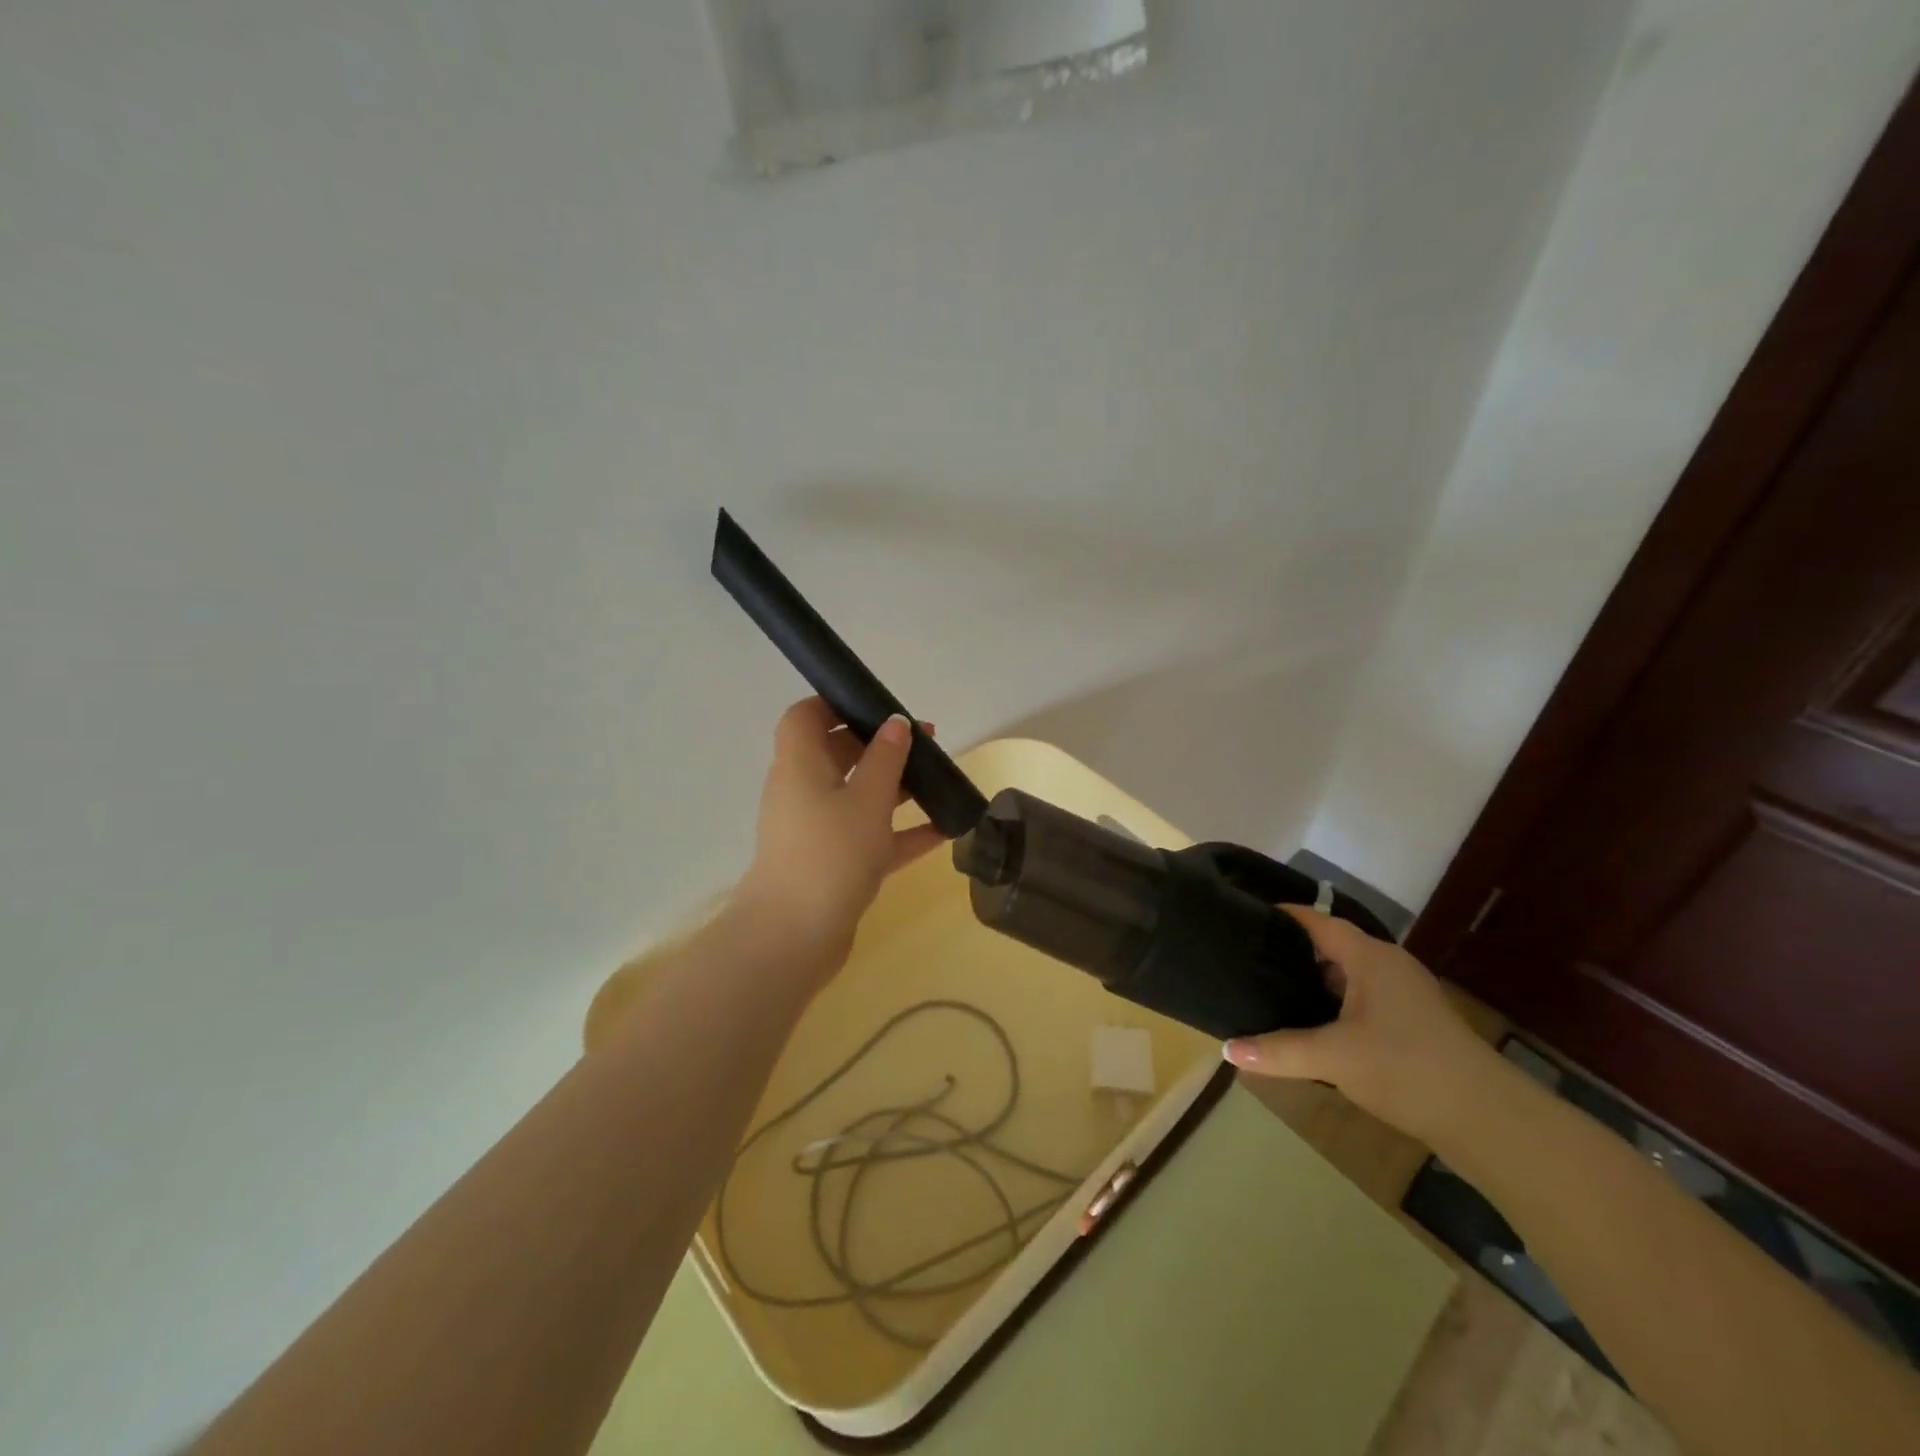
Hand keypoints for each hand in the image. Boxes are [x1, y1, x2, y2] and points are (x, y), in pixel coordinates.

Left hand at [734, 698, 946, 964]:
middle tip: (926, 742)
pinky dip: (901, 832)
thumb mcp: (867, 799)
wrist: (794, 938)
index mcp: (800, 765)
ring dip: (896, 787)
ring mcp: (818, 830)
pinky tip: (943, 831)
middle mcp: (804, 792)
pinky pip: (871, 837)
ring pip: (858, 796)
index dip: (835, 703)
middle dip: (880, 745)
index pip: (805, 717)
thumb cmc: (829, 853)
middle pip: (838, 754)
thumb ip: (885, 758)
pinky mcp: (834, 864)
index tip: (877, 705)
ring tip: (940, 781)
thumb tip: (896, 723)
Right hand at [1223, 907, 1503, 1143]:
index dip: (1282, 916)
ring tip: (1271, 991)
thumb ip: (1278, 1050)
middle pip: (1331, 947)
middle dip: (1292, 952)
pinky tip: (1314, 1027)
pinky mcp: (1414, 1023)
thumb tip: (1227, 1048)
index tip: (1245, 918)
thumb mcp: (1333, 1057)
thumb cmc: (1406, 1068)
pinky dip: (1334, 1004)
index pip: (1317, 921)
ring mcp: (1405, 995)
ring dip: (1314, 982)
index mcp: (1369, 957)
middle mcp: (1388, 966)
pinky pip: (1362, 999)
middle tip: (1249, 960)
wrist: (1489, 1120)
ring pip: (1348, 976)